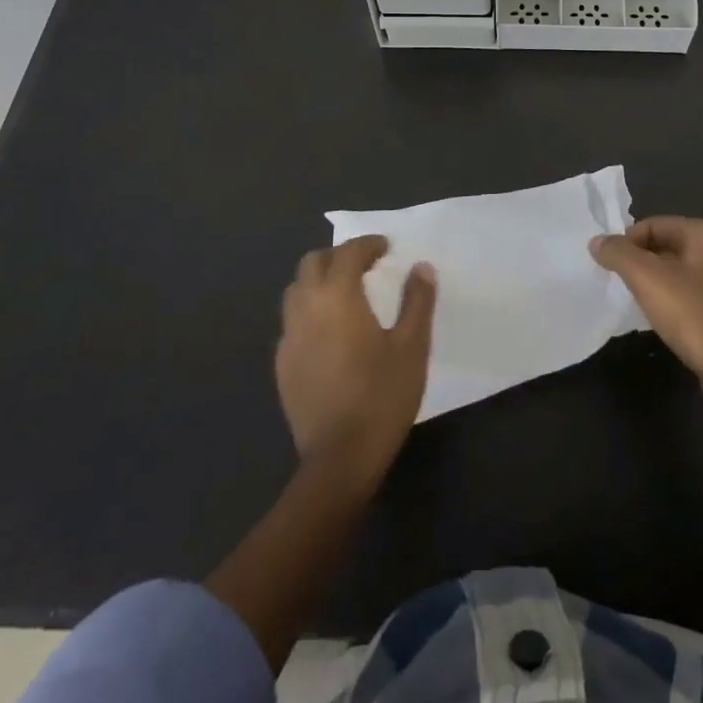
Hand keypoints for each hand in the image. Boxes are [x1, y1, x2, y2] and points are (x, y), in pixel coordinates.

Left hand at [276, 235, 436, 489]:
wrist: (340, 458)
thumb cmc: (382, 396)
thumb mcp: (412, 346)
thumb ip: (417, 300)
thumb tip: (421, 267)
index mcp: (338, 297)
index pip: (348, 253)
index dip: (367, 244)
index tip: (386, 247)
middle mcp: (306, 308)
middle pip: (312, 263)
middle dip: (337, 257)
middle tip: (364, 266)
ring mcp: (289, 338)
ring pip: (296, 291)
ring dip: (319, 281)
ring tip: (344, 295)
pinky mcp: (282, 365)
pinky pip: (292, 322)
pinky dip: (309, 312)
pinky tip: (329, 333)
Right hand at [591, 217, 702, 409]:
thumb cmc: (694, 317)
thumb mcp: (648, 279)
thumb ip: (619, 254)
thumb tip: (598, 241)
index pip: (654, 224)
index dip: (627, 241)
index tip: (609, 266)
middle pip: (668, 246)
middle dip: (641, 262)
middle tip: (620, 284)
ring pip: (682, 272)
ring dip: (657, 283)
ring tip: (638, 303)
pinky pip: (696, 295)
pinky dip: (676, 301)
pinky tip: (665, 321)